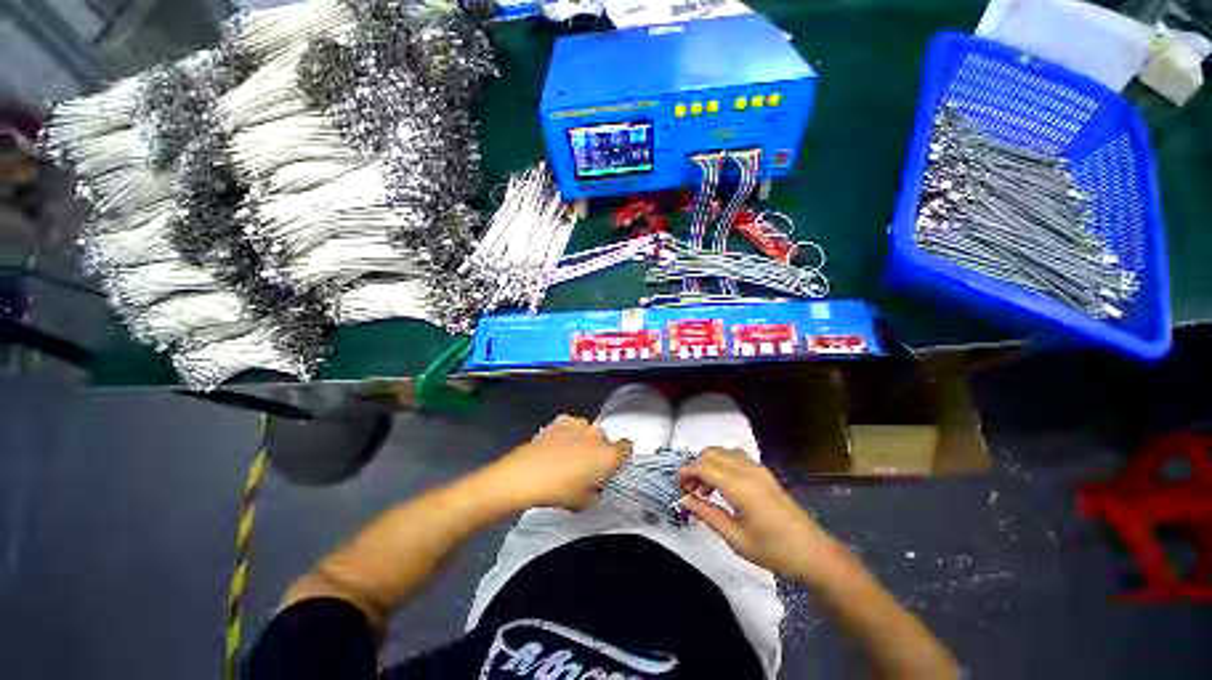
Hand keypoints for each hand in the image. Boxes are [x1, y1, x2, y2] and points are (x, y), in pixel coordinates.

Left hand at [489, 415, 631, 510]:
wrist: (525, 475)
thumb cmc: (559, 492)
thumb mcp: (584, 502)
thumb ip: (596, 491)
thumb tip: (595, 485)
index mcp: (608, 455)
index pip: (627, 447)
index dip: (620, 456)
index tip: (610, 467)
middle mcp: (598, 435)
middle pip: (606, 439)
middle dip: (599, 450)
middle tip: (585, 466)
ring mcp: (579, 424)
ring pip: (589, 430)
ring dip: (584, 440)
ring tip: (568, 454)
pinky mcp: (561, 420)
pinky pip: (572, 424)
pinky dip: (569, 432)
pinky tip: (557, 443)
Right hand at [677, 448, 845, 579]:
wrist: (813, 552)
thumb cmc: (773, 550)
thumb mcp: (735, 538)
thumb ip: (707, 514)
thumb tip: (685, 500)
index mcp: (739, 486)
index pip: (703, 466)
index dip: (686, 472)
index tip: (679, 488)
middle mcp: (747, 470)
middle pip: (710, 453)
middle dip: (695, 467)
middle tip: (692, 491)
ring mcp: (757, 468)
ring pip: (722, 451)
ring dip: (708, 463)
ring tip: (707, 489)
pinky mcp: (763, 471)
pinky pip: (735, 456)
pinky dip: (722, 463)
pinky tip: (724, 484)